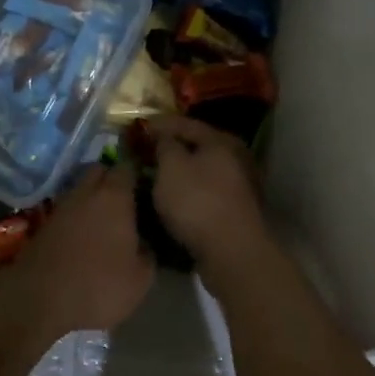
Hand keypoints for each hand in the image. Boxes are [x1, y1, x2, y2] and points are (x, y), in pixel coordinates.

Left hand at [13, 165, 153, 334]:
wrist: (40, 302)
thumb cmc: (99, 286)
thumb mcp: (140, 278)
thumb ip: (147, 253)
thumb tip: (142, 243)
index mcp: (114, 198)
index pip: (126, 168)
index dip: (137, 174)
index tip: (145, 188)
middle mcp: (84, 194)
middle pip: (98, 171)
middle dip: (110, 180)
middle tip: (125, 203)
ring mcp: (59, 208)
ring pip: (79, 191)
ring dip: (91, 200)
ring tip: (104, 224)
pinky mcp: (42, 226)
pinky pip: (65, 212)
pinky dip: (75, 218)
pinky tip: (82, 239)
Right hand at [146, 115, 269, 285]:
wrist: (231, 251)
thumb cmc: (197, 202)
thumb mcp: (171, 166)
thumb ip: (164, 145)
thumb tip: (163, 136)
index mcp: (221, 141)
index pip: (184, 123)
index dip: (158, 124)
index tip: (137, 128)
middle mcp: (235, 157)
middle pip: (196, 146)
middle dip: (169, 148)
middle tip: (144, 151)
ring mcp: (238, 185)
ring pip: (200, 170)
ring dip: (178, 171)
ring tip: (153, 175)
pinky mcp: (234, 209)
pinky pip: (204, 190)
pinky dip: (187, 189)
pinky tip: (171, 196)